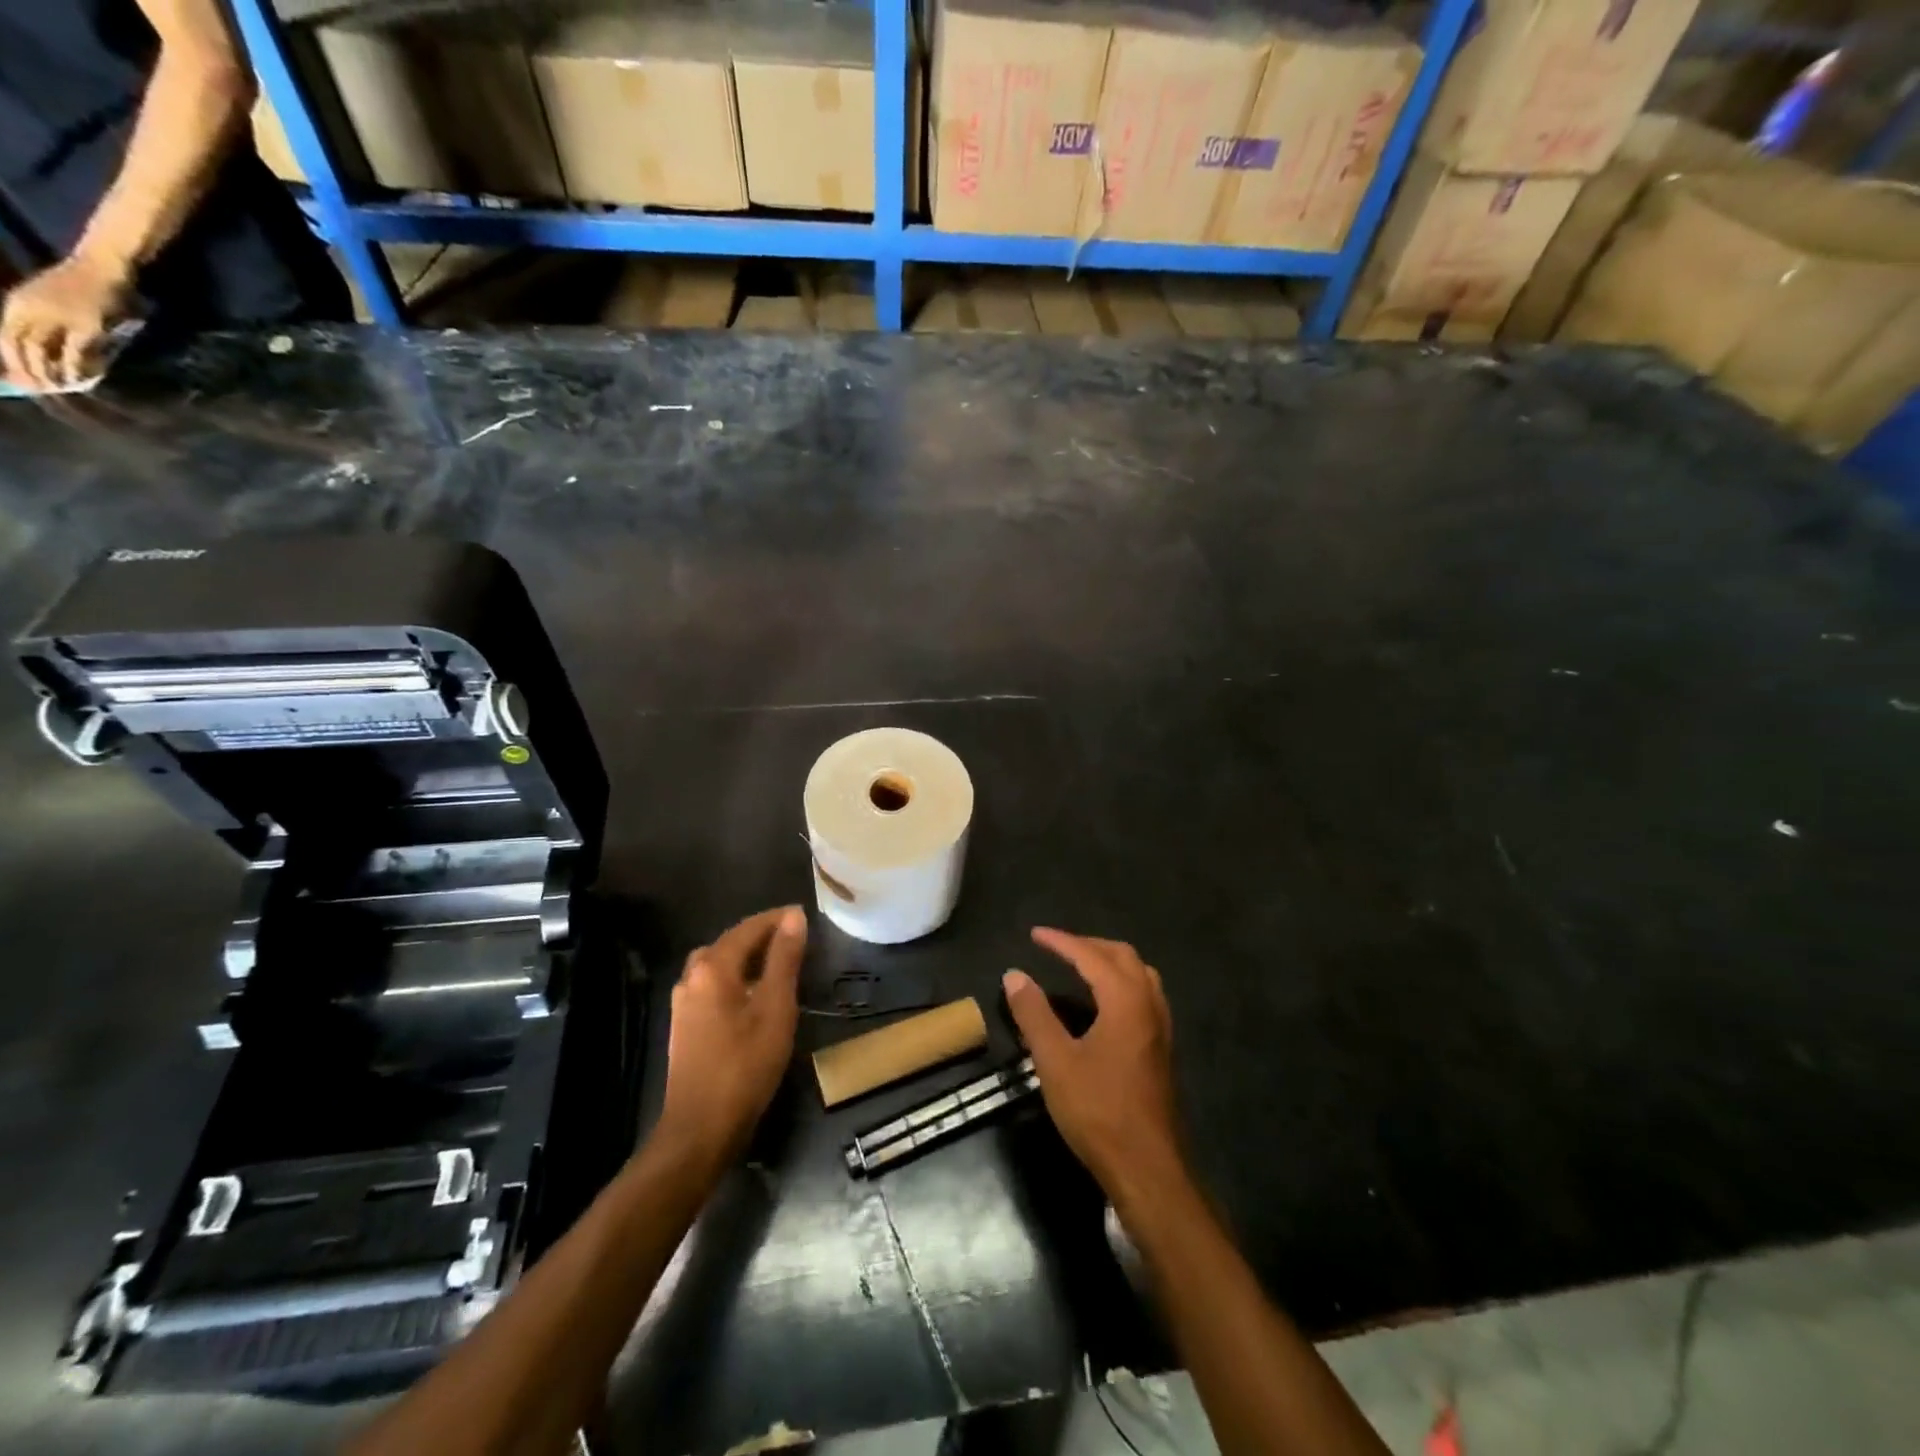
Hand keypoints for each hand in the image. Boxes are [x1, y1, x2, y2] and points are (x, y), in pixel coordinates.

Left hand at [0, 251, 133, 391]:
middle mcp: (30, 310)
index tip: (16, 381)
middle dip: (26, 370)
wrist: (103, 267)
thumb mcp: (50, 300)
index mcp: (17, 303)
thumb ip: (42, 322)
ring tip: (60, 389)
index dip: (7, 360)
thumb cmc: (81, 285)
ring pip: (43, 352)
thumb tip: (42, 352)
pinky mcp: (86, 327)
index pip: (4, 336)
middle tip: (38, 390)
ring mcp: (59, 319)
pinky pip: (74, 352)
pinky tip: (81, 379)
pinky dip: (75, 368)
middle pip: (19, 346)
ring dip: (49, 373)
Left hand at [657, 906, 805, 1170]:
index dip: (777, 919)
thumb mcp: (776, 1008)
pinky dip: (737, 978)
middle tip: (796, 938)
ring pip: (719, 964)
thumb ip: (784, 959)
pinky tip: (755, 994)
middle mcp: (692, 976)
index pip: (748, 928)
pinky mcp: (685, 1024)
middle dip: (762, 935)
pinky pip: (713, 985)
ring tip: (779, 962)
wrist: (701, 1128)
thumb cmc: (745, 1065)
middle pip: (730, 943)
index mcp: (713, 967)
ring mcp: (684, 1002)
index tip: (805, 915)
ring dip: (748, 957)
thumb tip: (794, 917)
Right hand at [1003, 928, 1183, 1201]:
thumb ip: (1033, 1013)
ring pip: (1140, 975)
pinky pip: (1145, 995)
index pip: (1091, 956)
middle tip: (1057, 947)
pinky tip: (1104, 1004)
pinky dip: (1122, 982)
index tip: (1034, 934)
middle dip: (1089, 945)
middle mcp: (1149, 1005)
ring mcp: (1161, 1028)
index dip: (1061, 942)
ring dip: (1110, 961)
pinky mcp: (1162, 1049)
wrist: (1147, 1167)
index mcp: (1125, 1001)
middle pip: (1123, 956)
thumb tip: (1014, 974)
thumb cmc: (1098, 1111)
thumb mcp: (1055, 1061)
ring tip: (1081, 967)